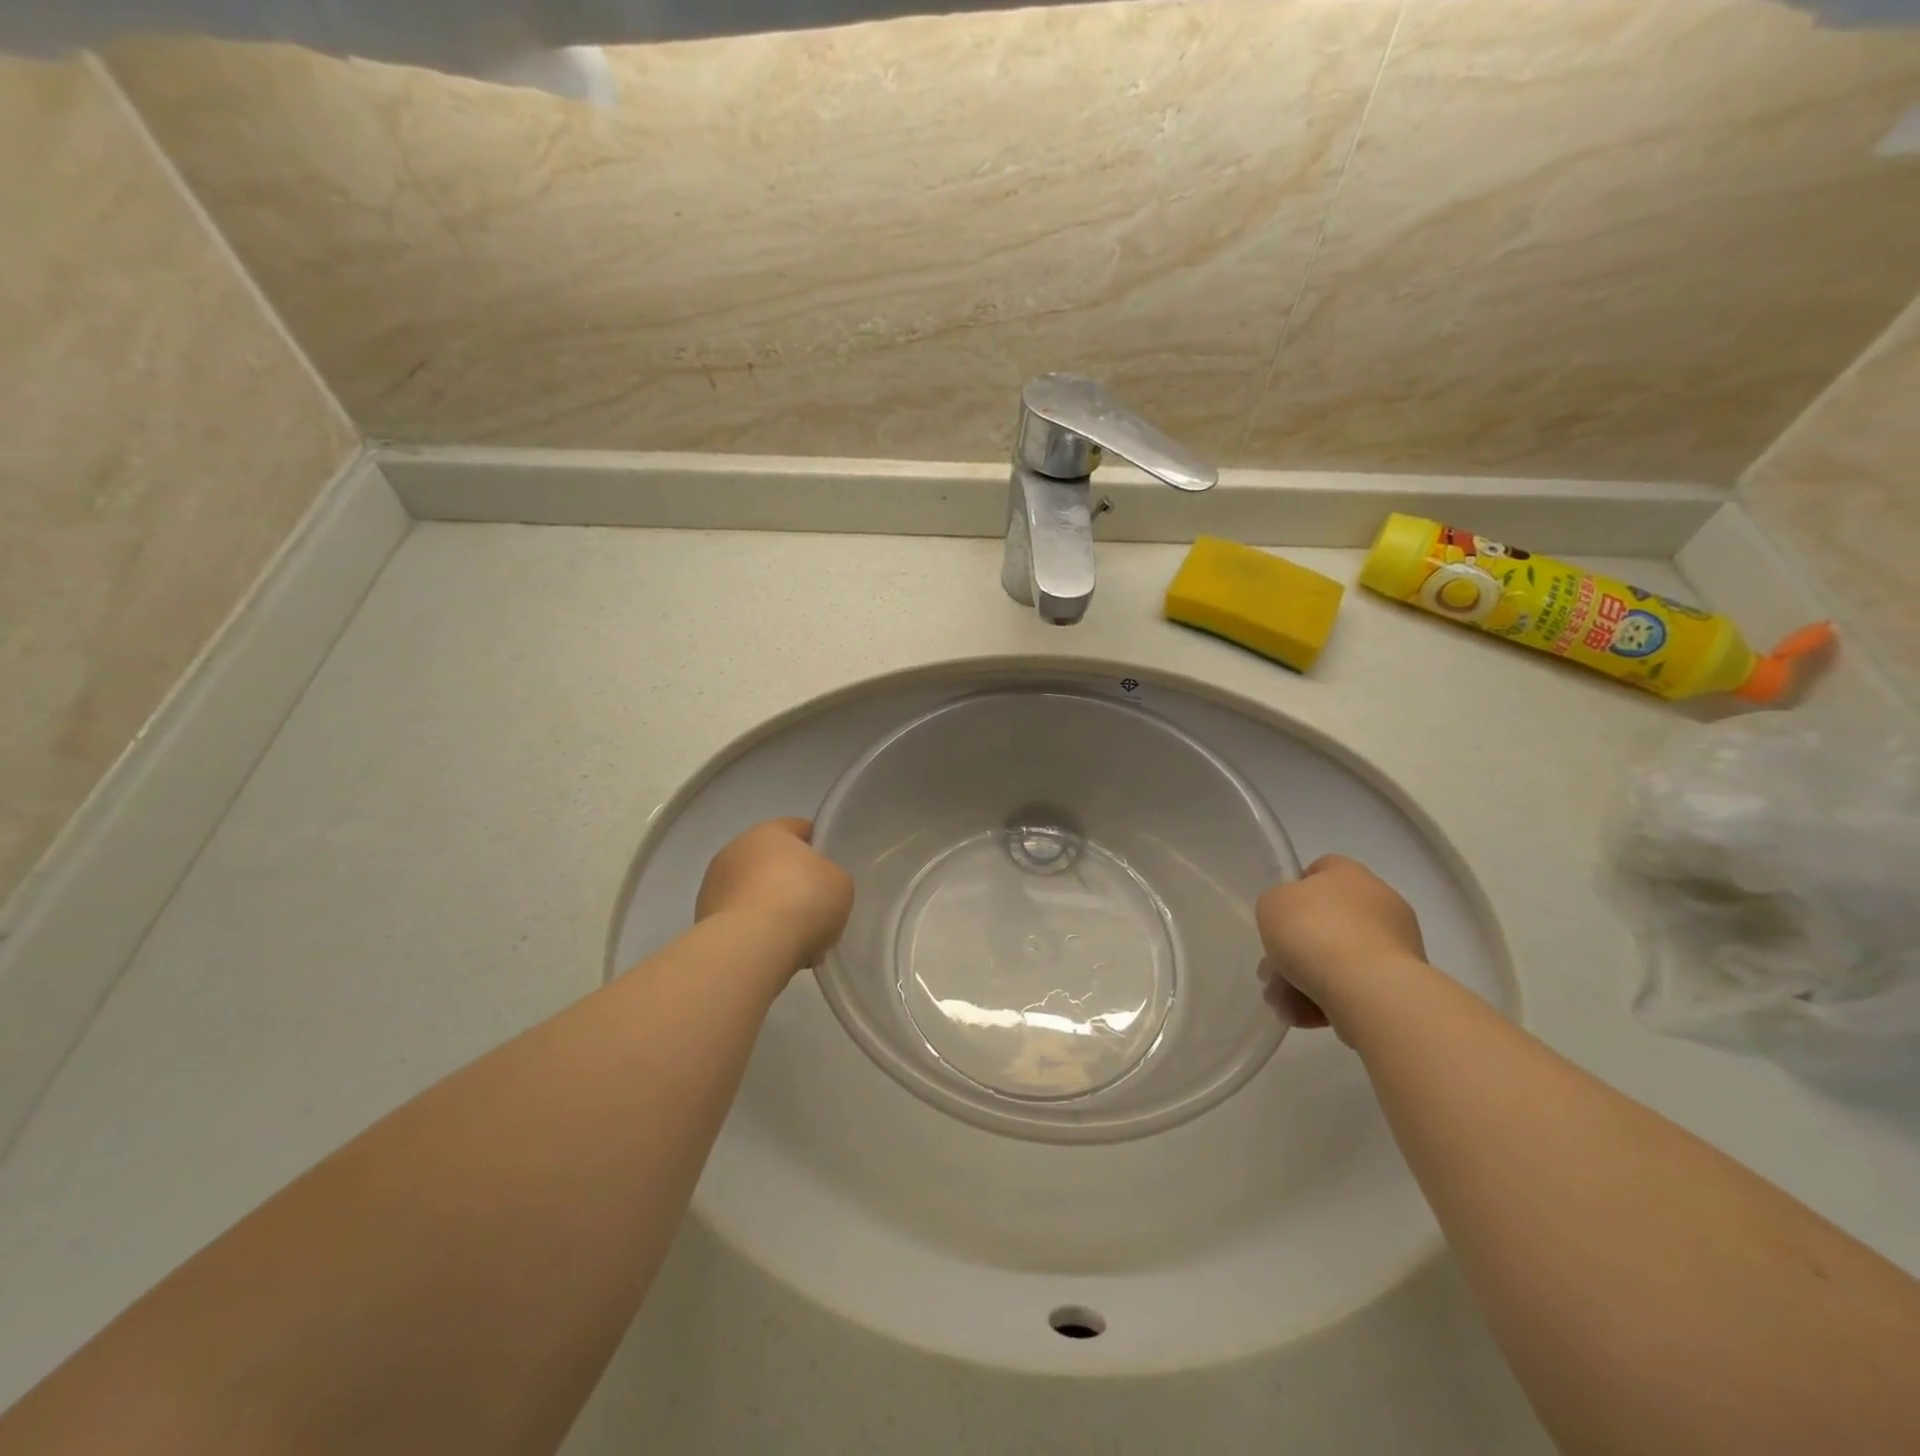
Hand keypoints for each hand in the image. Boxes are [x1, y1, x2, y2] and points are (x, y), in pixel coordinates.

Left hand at [697, 818, 853, 972]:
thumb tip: (817, 886)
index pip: (798, 827)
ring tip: (796, 938)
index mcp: (769, 831)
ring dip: (771, 908)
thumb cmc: (803, 901)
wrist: (752, 947)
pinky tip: (774, 951)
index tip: (830, 868)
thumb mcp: (840, 883)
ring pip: (754, 893)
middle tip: (815, 908)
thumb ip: (830, 876)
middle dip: (791, 882)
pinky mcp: (703, 920)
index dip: (817, 845)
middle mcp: (736, 850)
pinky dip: (755, 932)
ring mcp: (714, 885)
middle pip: (772, 862)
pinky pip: (741, 920)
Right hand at [1256, 854, 1426, 1038]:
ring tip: (1285, 1006)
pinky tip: (1308, 1018)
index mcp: (1350, 874)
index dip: (1295, 891)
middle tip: (1272, 974)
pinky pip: (1357, 987)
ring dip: (1306, 980)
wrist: (1369, 988)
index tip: (1278, 918)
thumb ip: (1278, 905)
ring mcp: (1396, 944)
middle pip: (1326, 921)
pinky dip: (1331, 1000)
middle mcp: (1380, 902)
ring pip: (1338, 958)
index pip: (1321, 869)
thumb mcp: (1271, 905)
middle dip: (1295, 949)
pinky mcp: (1403, 983)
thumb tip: (1294, 921)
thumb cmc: (1314, 932)